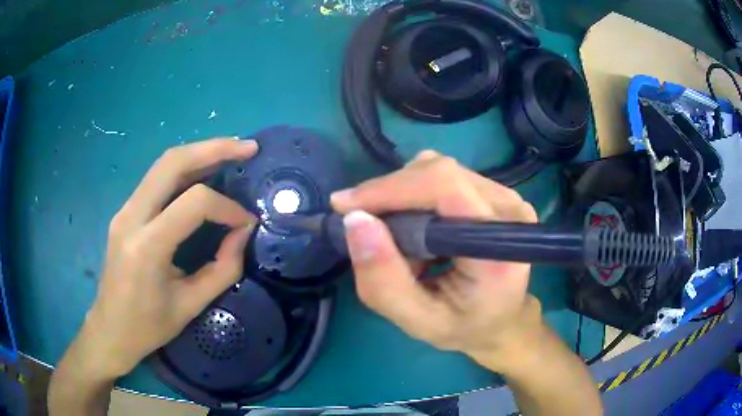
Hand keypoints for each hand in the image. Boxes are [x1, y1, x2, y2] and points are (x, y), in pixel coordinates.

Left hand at [78, 138, 257, 379]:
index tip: (246, 223)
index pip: (193, 203)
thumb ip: (223, 268)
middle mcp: (131, 216)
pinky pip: (156, 179)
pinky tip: (203, 172)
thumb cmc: (149, 326)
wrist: (110, 329)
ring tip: (231, 151)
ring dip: (199, 152)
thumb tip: (243, 232)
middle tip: (248, 147)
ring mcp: (124, 209)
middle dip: (214, 148)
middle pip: (172, 162)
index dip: (227, 207)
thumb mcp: (191, 305)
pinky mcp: (125, 211)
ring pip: (163, 164)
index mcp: (147, 246)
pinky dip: (184, 168)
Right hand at [331, 150, 538, 369]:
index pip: (445, 186)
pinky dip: (416, 197)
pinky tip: (417, 228)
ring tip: (398, 237)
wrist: (501, 320)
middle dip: (390, 194)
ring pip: (438, 171)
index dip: (390, 188)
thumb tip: (355, 220)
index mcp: (499, 247)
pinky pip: (445, 178)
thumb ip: (384, 280)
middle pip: (438, 173)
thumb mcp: (417, 321)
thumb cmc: (464, 327)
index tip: (345, 207)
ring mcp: (506, 197)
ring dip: (403, 197)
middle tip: (366, 228)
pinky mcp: (496, 193)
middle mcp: (509, 210)